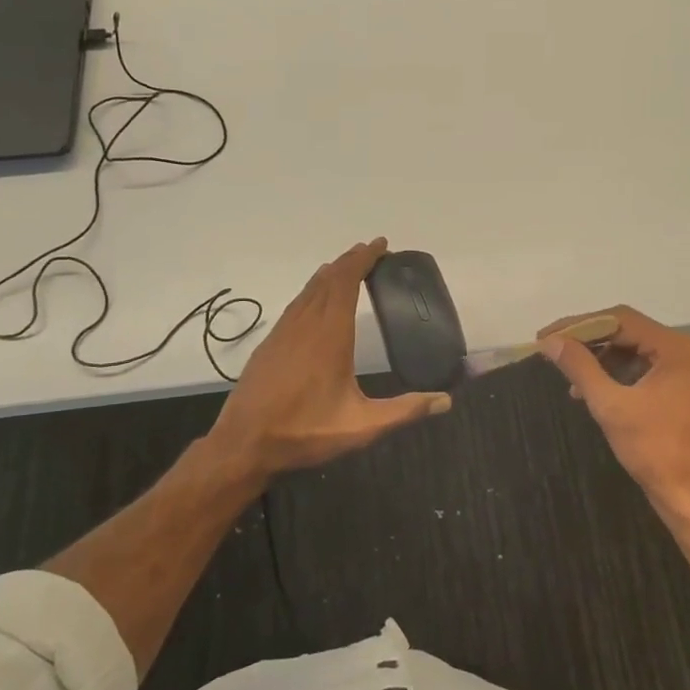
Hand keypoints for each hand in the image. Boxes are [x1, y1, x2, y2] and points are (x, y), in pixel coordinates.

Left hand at [208, 238, 450, 475]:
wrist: (243, 444)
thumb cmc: (304, 431)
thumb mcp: (362, 426)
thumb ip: (404, 411)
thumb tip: (446, 400)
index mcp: (330, 334)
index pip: (347, 282)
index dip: (363, 259)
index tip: (381, 245)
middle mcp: (306, 324)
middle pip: (329, 279)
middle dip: (350, 261)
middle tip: (372, 251)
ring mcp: (284, 332)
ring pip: (309, 289)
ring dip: (331, 273)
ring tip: (347, 266)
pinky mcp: (270, 343)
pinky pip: (296, 303)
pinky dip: (312, 290)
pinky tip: (315, 298)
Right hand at [537, 306, 689, 535]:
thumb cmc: (655, 450)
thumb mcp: (611, 406)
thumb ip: (580, 367)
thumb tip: (551, 342)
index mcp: (676, 348)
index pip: (620, 320)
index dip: (579, 325)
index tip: (546, 336)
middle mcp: (685, 351)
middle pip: (627, 331)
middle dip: (588, 340)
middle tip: (552, 350)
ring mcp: (686, 370)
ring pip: (633, 350)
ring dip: (599, 359)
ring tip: (568, 375)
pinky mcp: (681, 389)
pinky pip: (642, 368)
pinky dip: (615, 374)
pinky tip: (590, 390)